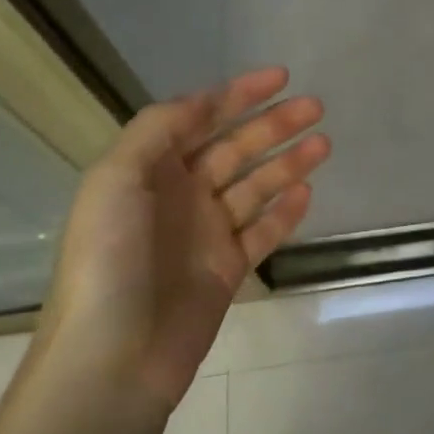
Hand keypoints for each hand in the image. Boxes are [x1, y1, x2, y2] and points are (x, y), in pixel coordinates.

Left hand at [39, 68, 328, 408]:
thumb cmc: (109, 260)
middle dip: (273, 125)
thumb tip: (201, 100)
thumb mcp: (116, 180)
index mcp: (148, 171)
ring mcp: (205, 234)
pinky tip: (309, 193)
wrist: (115, 356)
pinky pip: (262, 232)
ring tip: (324, 143)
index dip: (236, 95)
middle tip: (315, 107)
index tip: (279, 77)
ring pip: (255, 187)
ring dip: (288, 163)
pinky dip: (285, 212)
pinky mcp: (227, 270)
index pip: (198, 119)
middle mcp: (179, 196)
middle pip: (235, 149)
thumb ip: (157, 131)